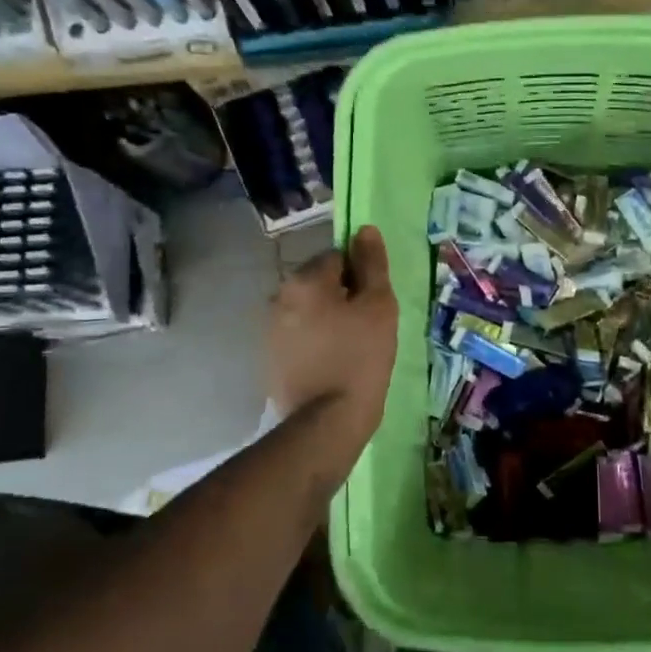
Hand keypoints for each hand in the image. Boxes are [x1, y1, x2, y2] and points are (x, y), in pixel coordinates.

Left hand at [268, 225, 398, 438]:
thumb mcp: (378, 306)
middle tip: (368, 328)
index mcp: (304, 280)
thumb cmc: (360, 358)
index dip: (361, 277)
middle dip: (344, 297)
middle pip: (321, 283)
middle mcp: (280, 297)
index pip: (338, 257)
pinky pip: (302, 336)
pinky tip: (335, 365)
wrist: (328, 421)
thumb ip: (372, 264)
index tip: (374, 304)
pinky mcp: (272, 358)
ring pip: (311, 310)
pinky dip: (318, 342)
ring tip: (353, 349)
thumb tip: (365, 229)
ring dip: (331, 320)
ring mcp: (271, 330)